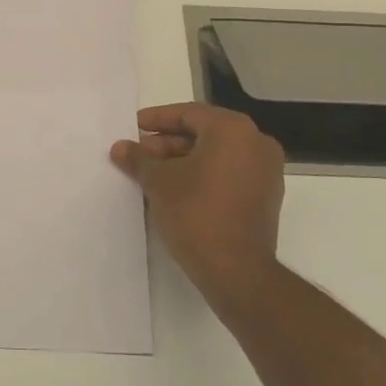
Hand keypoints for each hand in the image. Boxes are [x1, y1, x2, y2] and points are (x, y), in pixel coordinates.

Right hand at [111, 104, 284, 318]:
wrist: (237, 271)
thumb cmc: (196, 214)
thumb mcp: (159, 182)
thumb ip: (139, 159)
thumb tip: (120, 147)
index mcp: (233, 130)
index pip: (189, 113)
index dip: (156, 120)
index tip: (133, 127)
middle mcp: (256, 143)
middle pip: (203, 133)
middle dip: (167, 143)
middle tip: (138, 155)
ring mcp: (265, 171)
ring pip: (216, 155)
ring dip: (182, 161)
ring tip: (150, 175)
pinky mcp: (265, 197)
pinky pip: (228, 174)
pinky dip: (202, 176)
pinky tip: (174, 190)